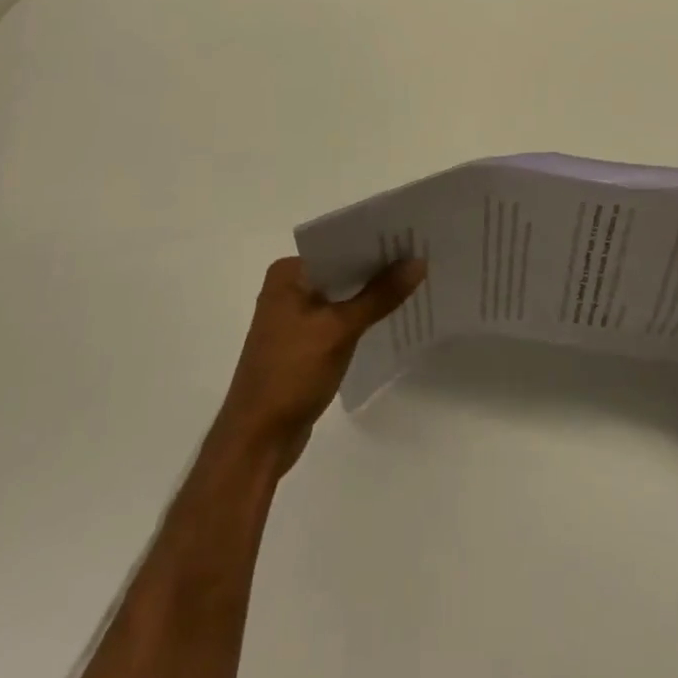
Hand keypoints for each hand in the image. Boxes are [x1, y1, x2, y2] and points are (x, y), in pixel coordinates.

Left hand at [213, 257, 424, 471]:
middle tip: (421, 257)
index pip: (338, 244)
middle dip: (377, 268)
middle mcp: (288, 288)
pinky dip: (360, 317)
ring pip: (341, 295)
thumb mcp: (340, 329)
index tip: (411, 236)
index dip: (375, 241)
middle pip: (342, 269)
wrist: (257, 441)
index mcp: (288, 273)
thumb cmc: (292, 374)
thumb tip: (418, 262)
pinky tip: (390, 316)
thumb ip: (380, 295)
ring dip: (371, 294)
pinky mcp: (302, 343)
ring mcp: (293, 317)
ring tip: (414, 282)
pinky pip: (338, 318)